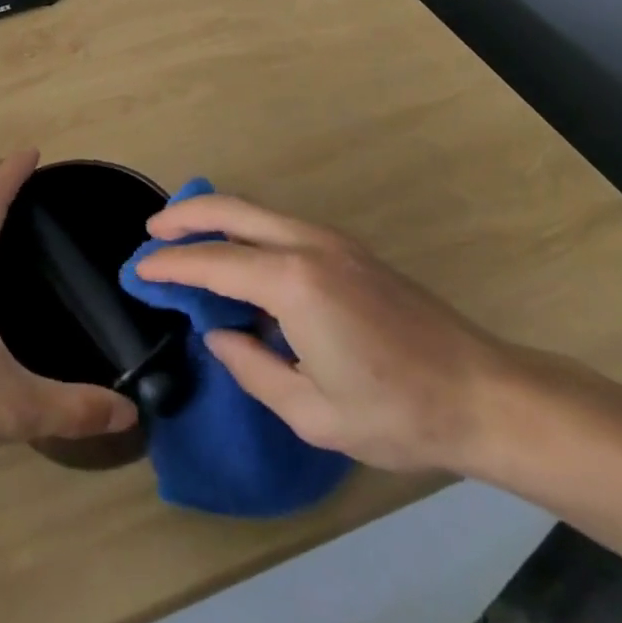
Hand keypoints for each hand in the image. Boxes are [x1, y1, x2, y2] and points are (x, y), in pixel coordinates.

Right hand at [132, 193, 519, 473]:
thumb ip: (252, 367)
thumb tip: (218, 335)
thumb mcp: (312, 411)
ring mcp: (330, 239)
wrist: (482, 392)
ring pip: (256, 211)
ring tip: (184, 238)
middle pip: (231, 210)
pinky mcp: (346, 247)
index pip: (214, 263)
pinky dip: (245, 229)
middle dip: (185, 215)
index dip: (171, 265)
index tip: (139, 269)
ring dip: (216, 217)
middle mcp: (306, 244)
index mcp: (293, 282)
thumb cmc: (395, 411)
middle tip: (151, 232)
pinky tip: (238, 258)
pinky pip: (279, 225)